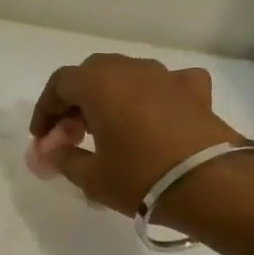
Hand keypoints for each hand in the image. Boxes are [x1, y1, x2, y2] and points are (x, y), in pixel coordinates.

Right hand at [28, 53, 243, 216]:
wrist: (211, 184)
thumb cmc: (140, 178)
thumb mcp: (91, 177)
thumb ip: (64, 159)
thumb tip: (50, 152)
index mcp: (99, 84)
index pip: (59, 84)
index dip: (46, 110)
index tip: (42, 138)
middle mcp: (131, 69)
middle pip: (92, 73)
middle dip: (75, 101)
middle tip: (71, 134)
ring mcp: (166, 76)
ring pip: (127, 75)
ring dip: (110, 96)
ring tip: (107, 129)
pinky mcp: (195, 90)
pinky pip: (165, 83)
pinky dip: (152, 95)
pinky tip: (153, 115)